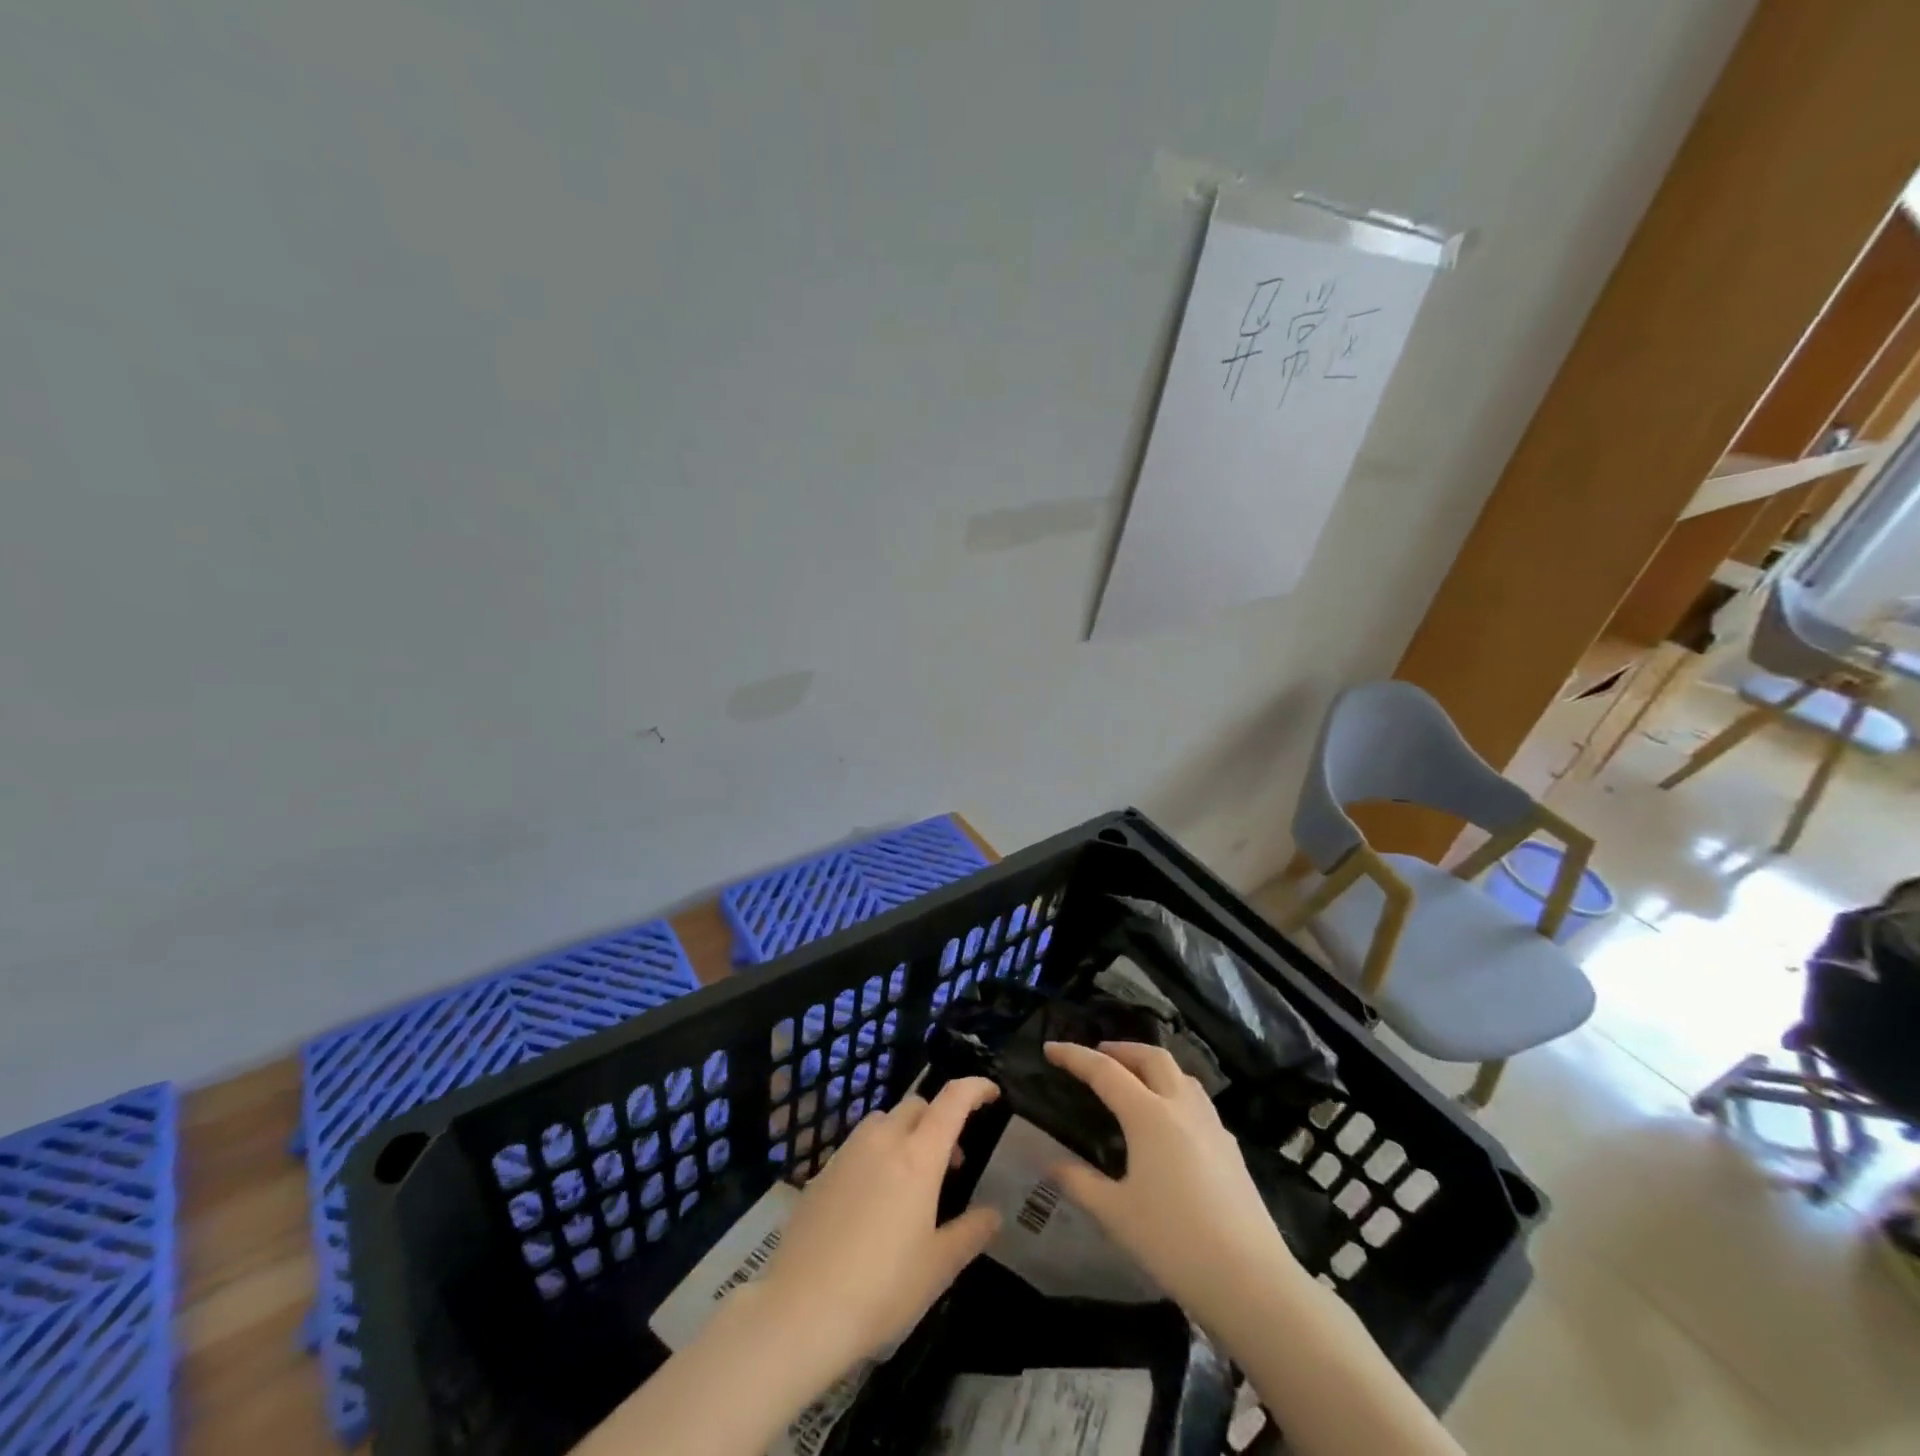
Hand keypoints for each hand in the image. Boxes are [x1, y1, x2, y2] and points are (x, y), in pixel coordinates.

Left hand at [755, 1076, 1001, 1374]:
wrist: (800, 1310)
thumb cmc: (881, 1289)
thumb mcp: (938, 1268)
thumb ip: (970, 1233)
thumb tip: (993, 1214)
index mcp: (918, 1156)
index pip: (952, 1100)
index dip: (976, 1088)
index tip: (992, 1094)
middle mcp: (883, 1141)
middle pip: (917, 1106)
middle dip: (939, 1120)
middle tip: (951, 1162)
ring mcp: (848, 1152)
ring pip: (884, 1121)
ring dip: (906, 1133)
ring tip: (911, 1178)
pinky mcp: (822, 1171)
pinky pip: (859, 1145)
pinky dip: (877, 1153)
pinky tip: (874, 1199)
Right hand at [1042, 1041, 1292, 1325]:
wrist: (1251, 1282)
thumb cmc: (1174, 1243)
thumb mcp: (1116, 1214)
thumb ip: (1080, 1183)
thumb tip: (1051, 1164)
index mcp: (1149, 1115)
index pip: (1105, 1071)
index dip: (1075, 1056)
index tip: (1050, 1048)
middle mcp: (1181, 1107)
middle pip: (1151, 1057)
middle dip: (1121, 1049)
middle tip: (1098, 1055)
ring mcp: (1212, 1125)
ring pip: (1180, 1074)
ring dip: (1152, 1065)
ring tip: (1134, 1079)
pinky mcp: (1230, 1147)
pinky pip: (1197, 1100)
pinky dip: (1175, 1091)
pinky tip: (1170, 1121)